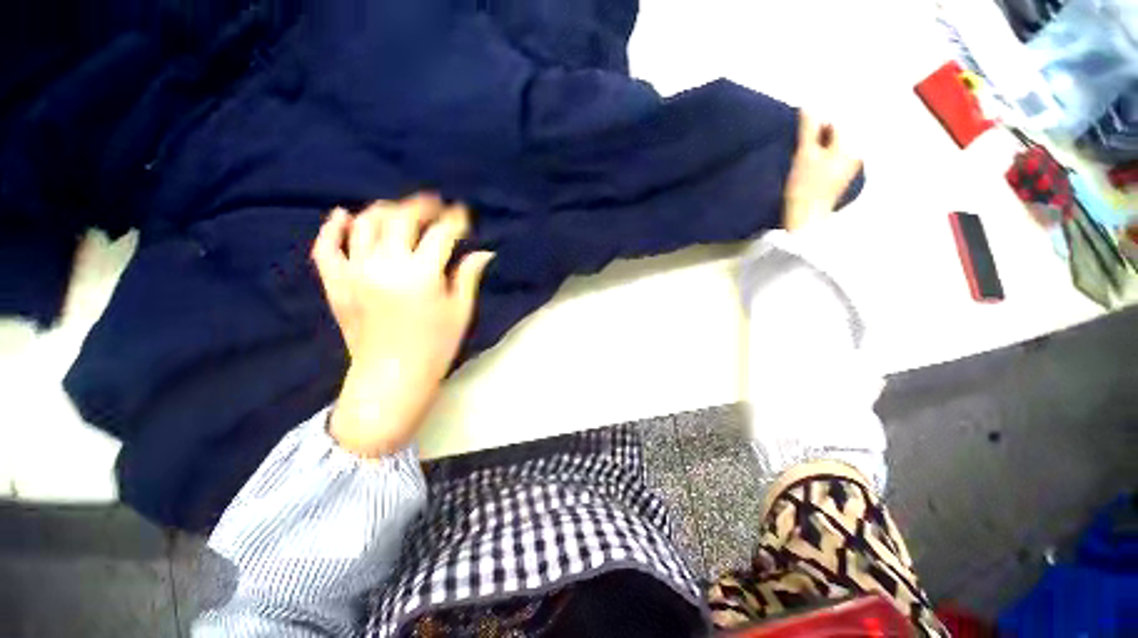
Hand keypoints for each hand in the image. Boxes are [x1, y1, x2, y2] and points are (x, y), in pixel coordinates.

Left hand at [311, 194, 493, 456]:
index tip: (462, 215)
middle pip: (401, 219)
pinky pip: (326, 248)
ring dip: (383, 210)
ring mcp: (355, 272)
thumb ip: (468, 276)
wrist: (392, 377)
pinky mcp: (336, 284)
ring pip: (364, 224)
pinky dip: (332, 228)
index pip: (440, 234)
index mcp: (422, 275)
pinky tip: (343, 215)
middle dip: (421, 206)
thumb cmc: (435, 346)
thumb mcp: (460, 311)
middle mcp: (385, 265)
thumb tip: (484, 253)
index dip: (454, 220)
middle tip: (434, 205)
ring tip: (399, 210)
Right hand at [782, 112, 862, 231]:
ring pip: (832, 151)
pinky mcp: (838, 183)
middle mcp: (854, 157)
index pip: (835, 125)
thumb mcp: (804, 154)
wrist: (805, 219)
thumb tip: (808, 106)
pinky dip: (820, 162)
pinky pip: (830, 163)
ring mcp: (847, 171)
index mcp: (850, 148)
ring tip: (802, 160)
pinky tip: (808, 171)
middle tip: (800, 148)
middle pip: (835, 138)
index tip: (801, 135)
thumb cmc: (804, 187)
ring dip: (818, 150)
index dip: (817, 125)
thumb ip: (808, 129)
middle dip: (819, 138)